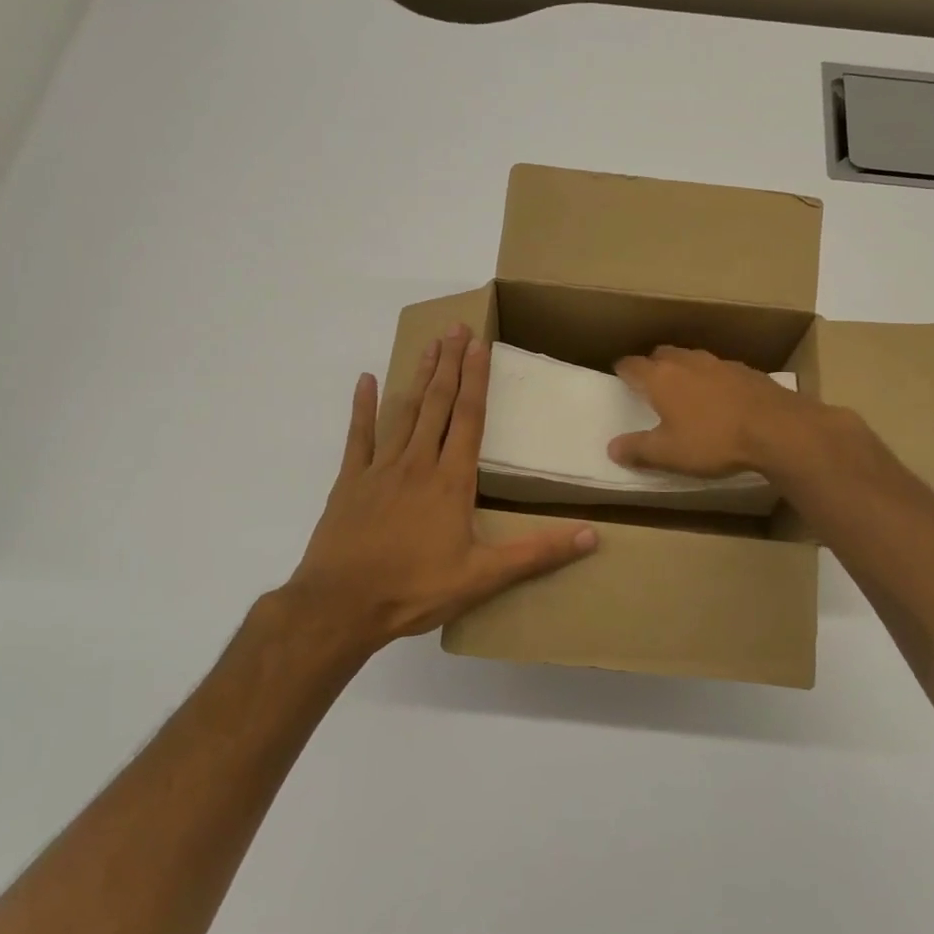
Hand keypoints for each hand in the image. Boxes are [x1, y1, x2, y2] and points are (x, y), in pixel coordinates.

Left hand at [280, 325, 596, 654]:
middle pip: (438, 404)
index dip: (476, 380)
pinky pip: (358, 436)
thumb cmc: (416, 589)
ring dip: (419, 378)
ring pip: (404, 412)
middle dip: (450, 364)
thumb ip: (537, 553)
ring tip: (430, 346)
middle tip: (456, 327)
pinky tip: (366, 380)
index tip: (480, 345)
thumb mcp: (484, 577)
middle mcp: (418, 463)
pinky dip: (362, 407)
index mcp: (451, 481)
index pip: (469, 419)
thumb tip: (592, 538)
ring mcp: (380, 469)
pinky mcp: (350, 482)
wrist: (341, 605)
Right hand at [607, 345, 818, 477]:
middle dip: (653, 364)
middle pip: (662, 353)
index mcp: (661, 377)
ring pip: (692, 358)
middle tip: (651, 382)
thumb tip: (612, 448)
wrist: (776, 428)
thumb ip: (638, 449)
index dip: (623, 370)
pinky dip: (712, 379)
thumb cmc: (713, 440)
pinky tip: (720, 397)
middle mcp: (687, 361)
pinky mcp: (746, 370)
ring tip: (685, 389)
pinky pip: (719, 369)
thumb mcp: (668, 454)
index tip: (619, 375)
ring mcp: (719, 362)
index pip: (632, 364)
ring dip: (684, 369)